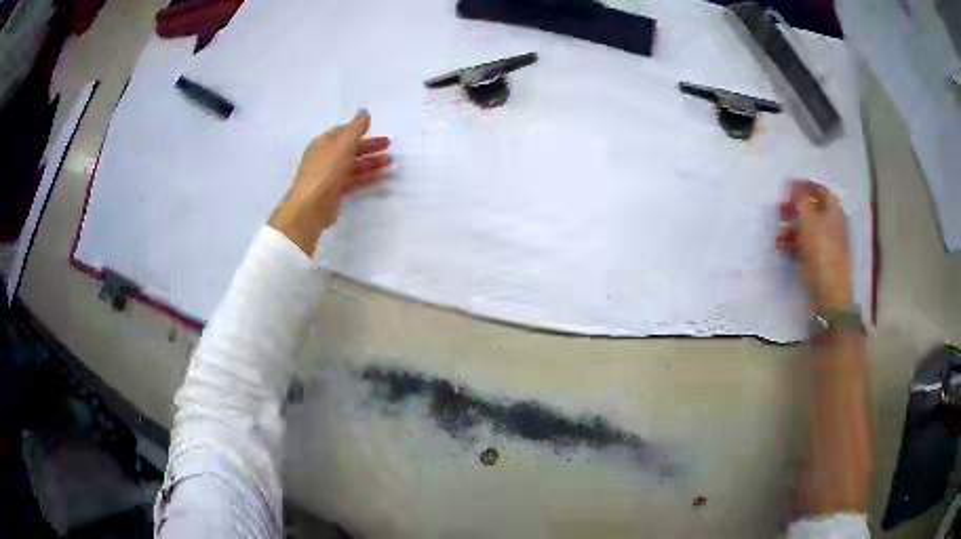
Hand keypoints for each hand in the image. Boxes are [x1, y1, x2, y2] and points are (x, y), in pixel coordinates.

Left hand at [270, 110, 391, 254]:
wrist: (310, 207)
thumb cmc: (325, 171)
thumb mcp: (342, 145)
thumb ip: (356, 128)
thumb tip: (364, 111)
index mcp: (323, 144)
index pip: (342, 132)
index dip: (359, 130)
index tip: (377, 130)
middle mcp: (325, 158)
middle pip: (350, 149)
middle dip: (369, 146)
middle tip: (389, 145)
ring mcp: (330, 176)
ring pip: (354, 165)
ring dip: (371, 162)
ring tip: (390, 162)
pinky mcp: (335, 193)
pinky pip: (354, 181)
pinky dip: (368, 178)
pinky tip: (382, 177)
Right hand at [776, 180, 852, 309]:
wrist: (830, 296)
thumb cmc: (821, 254)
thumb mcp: (809, 221)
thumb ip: (801, 200)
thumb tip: (795, 186)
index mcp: (834, 211)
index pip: (819, 190)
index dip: (804, 187)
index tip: (787, 188)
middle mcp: (832, 224)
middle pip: (813, 209)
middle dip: (795, 209)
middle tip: (780, 212)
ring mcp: (828, 244)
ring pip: (808, 229)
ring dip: (792, 229)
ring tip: (778, 236)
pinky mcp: (821, 261)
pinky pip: (806, 246)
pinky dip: (795, 244)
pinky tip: (784, 249)